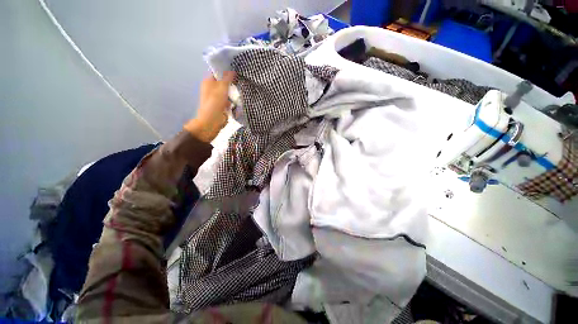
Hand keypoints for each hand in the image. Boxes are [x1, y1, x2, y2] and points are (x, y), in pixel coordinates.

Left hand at [184, 71, 235, 141]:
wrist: (212, 121)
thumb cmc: (215, 103)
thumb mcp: (221, 88)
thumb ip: (227, 79)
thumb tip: (232, 70)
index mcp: (208, 82)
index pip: (217, 71)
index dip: (226, 69)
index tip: (237, 68)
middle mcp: (213, 88)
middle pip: (224, 81)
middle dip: (232, 81)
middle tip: (242, 78)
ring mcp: (218, 97)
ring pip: (228, 91)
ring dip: (234, 90)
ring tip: (244, 86)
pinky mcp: (224, 105)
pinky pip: (230, 99)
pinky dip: (235, 99)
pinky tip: (241, 97)